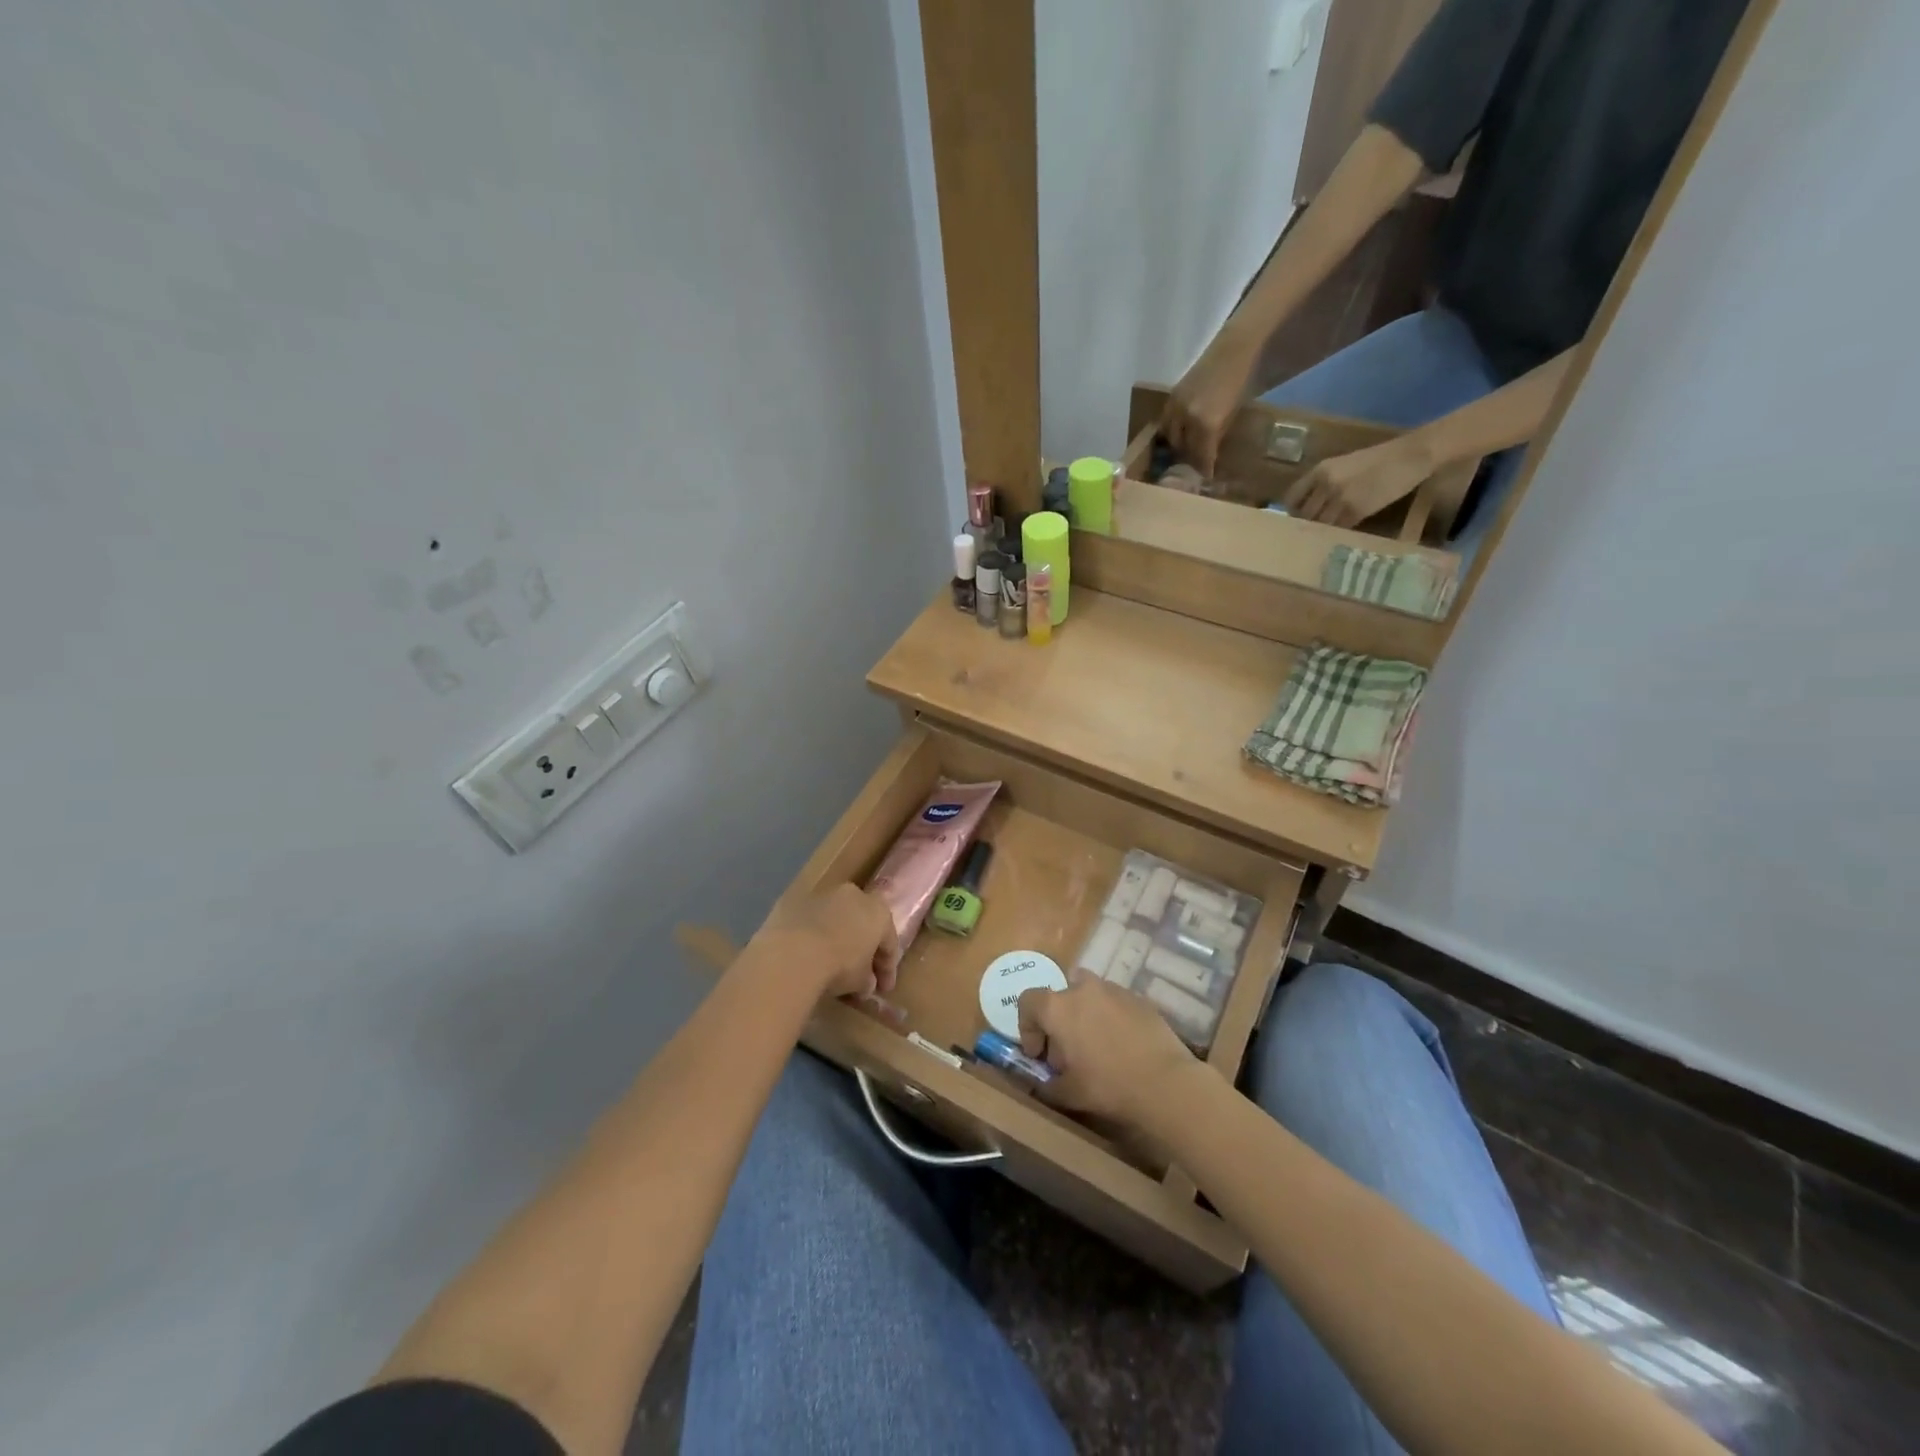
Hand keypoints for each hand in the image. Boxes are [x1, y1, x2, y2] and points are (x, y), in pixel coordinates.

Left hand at [753, 885, 899, 999]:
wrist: (792, 953)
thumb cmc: (838, 966)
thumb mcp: (860, 982)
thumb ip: (867, 979)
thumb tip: (866, 982)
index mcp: (878, 912)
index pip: (889, 942)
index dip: (888, 968)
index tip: (884, 989)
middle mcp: (854, 895)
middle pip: (863, 923)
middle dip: (863, 947)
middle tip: (860, 973)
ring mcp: (822, 894)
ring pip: (835, 918)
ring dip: (836, 937)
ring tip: (830, 962)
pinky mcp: (794, 900)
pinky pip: (810, 921)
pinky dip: (812, 935)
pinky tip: (807, 954)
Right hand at [1016, 972, 1198, 1127]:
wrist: (1165, 1082)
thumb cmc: (1108, 1086)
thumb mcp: (1068, 1094)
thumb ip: (1047, 1084)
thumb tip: (1043, 1081)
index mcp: (1058, 1007)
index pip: (1028, 1001)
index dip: (1027, 1027)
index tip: (1039, 1054)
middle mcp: (1083, 989)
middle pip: (1060, 995)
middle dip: (1059, 1019)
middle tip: (1068, 1052)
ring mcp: (1113, 990)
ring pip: (1089, 994)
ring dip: (1085, 1014)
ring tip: (1096, 1045)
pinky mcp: (1139, 998)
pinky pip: (1115, 1002)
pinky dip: (1111, 1017)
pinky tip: (1123, 1045)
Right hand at [1162, 337, 1256, 475]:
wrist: (1233, 348)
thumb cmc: (1240, 380)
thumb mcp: (1232, 413)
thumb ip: (1218, 434)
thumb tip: (1210, 452)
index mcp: (1207, 424)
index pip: (1201, 455)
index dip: (1204, 468)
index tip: (1206, 477)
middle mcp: (1187, 418)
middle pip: (1183, 448)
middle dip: (1189, 458)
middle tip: (1196, 465)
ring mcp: (1176, 406)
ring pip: (1171, 436)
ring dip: (1178, 445)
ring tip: (1186, 450)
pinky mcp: (1172, 396)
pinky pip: (1166, 421)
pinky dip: (1171, 430)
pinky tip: (1179, 432)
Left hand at [1282, 437, 1434, 527]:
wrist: (1410, 456)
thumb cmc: (1378, 459)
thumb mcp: (1344, 465)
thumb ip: (1324, 482)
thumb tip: (1310, 504)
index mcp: (1320, 470)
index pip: (1292, 497)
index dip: (1292, 511)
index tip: (1296, 518)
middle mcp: (1326, 484)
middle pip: (1304, 514)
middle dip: (1305, 525)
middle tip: (1310, 532)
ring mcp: (1340, 498)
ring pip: (1319, 524)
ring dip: (1321, 532)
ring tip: (1324, 537)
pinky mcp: (1356, 511)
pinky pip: (1339, 528)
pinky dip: (1337, 533)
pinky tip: (1339, 536)